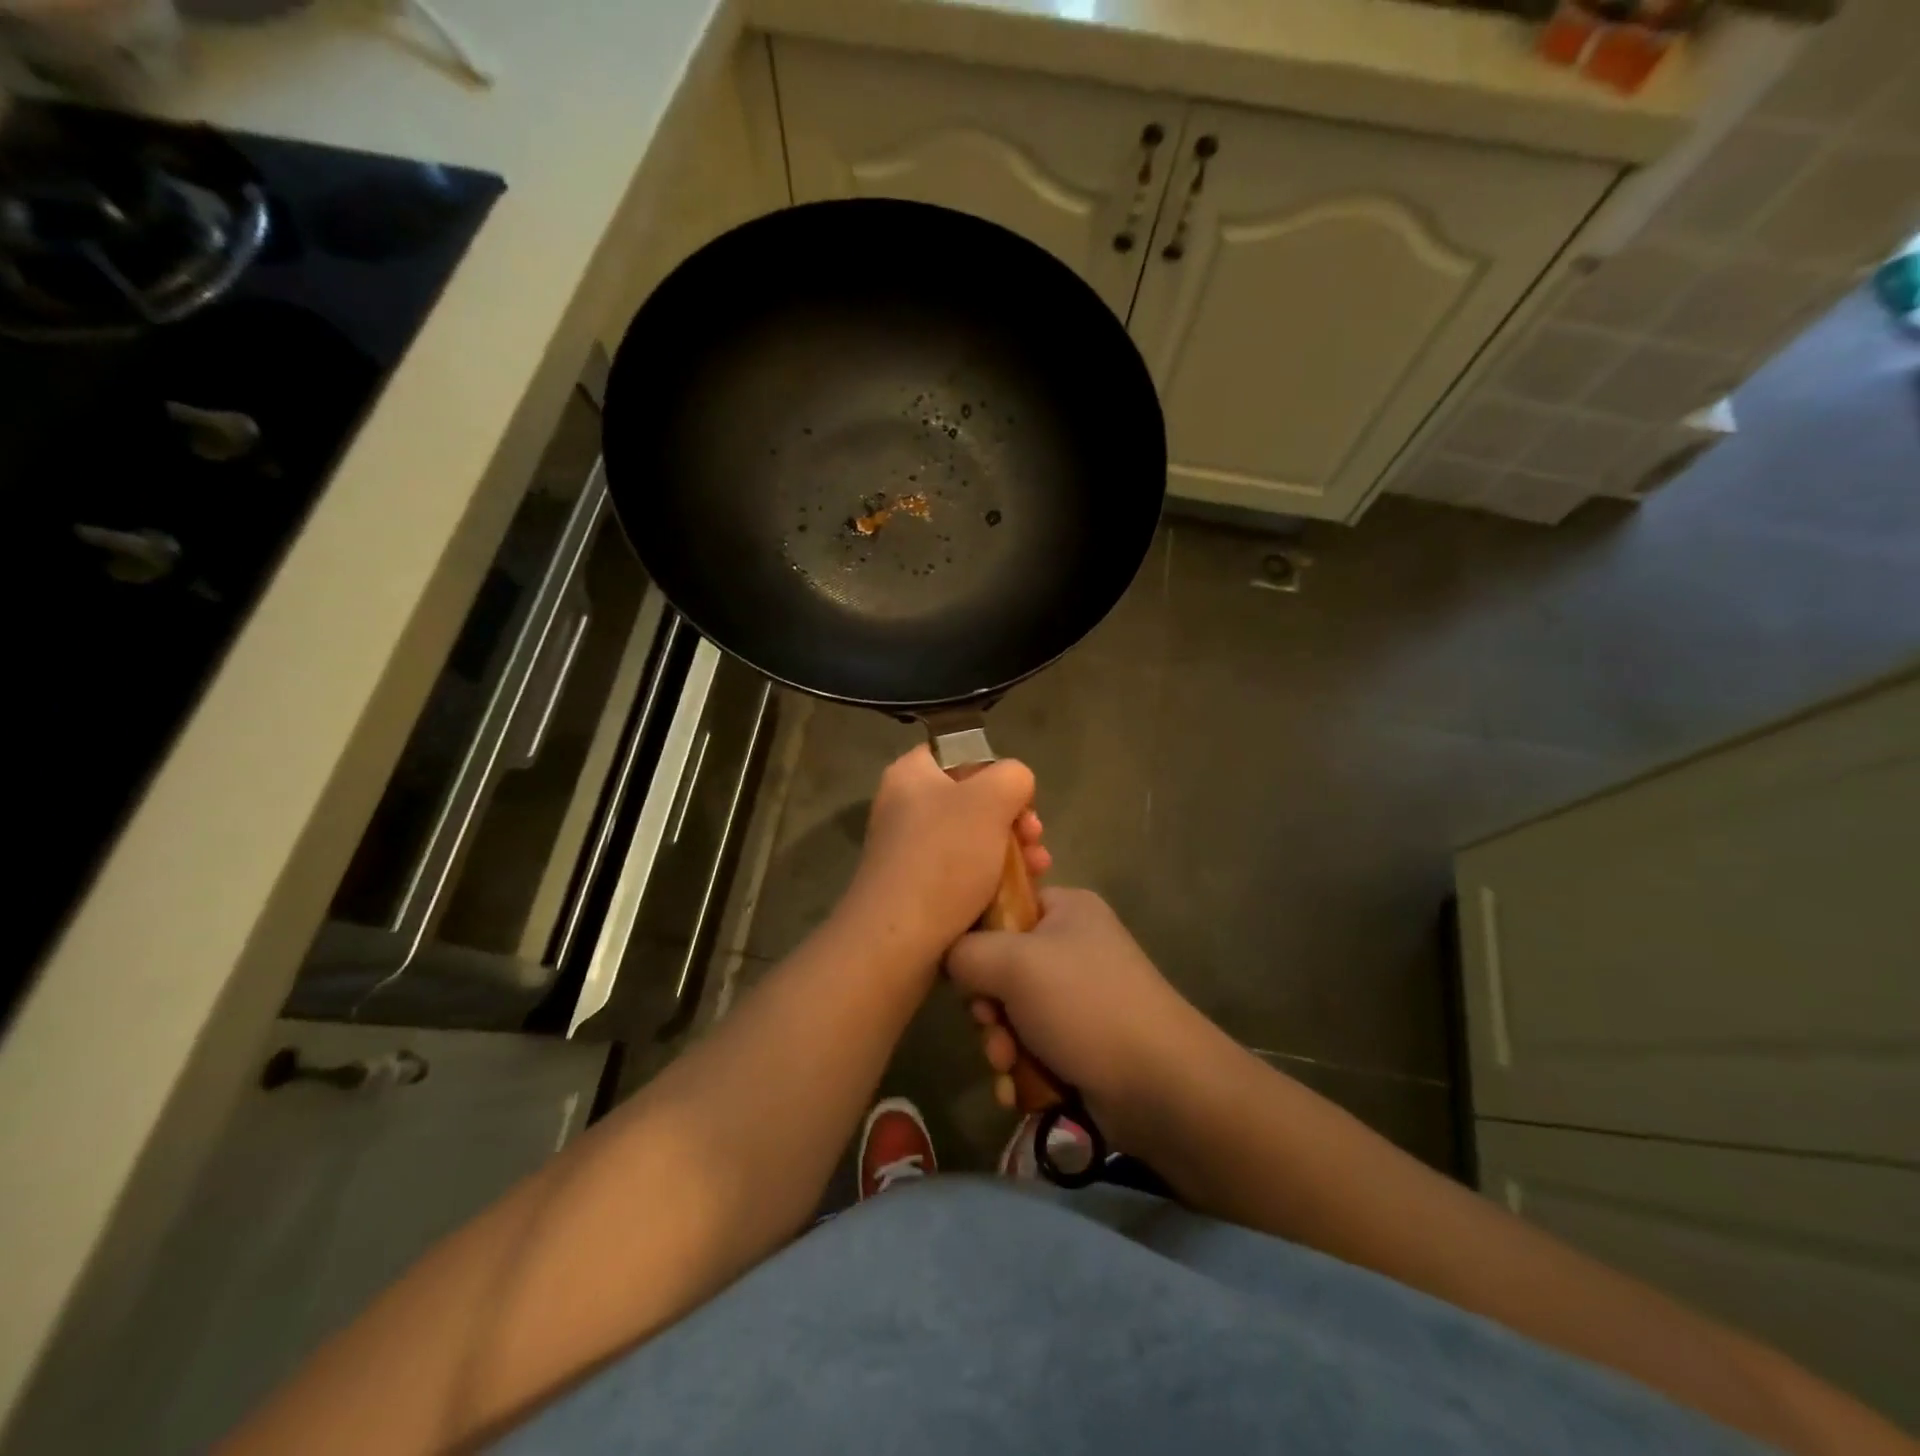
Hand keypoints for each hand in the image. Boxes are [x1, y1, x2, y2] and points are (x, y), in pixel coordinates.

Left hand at [841, 746, 1048, 963]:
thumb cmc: (944, 858)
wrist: (898, 941)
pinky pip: (964, 872)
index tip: (1019, 797)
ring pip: (975, 839)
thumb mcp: (991, 799)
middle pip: (973, 799)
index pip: (959, 753)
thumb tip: (1014, 787)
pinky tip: (1019, 892)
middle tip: (1035, 837)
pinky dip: (993, 878)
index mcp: (911, 774)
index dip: (996, 770)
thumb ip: (1013, 776)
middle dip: (1014, 818)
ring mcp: (910, 850)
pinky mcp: (919, 888)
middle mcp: (905, 807)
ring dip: (1013, 850)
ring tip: (1039, 868)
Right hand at [946, 888, 1212, 1139]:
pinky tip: (1016, 1089)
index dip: (976, 938)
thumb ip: (966, 951)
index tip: (965, 971)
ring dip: (999, 1042)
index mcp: (1065, 910)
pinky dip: (1020, 1067)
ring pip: (1012, 1012)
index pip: (1003, 906)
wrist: (1161, 1085)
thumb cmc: (1085, 1005)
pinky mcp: (1081, 1041)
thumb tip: (950, 959)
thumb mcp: (1014, 963)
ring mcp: (1079, 997)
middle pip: (1001, 966)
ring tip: (1008, 1064)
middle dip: (988, 1005)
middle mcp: (1073, 946)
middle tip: (991, 1024)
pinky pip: (1031, 1046)